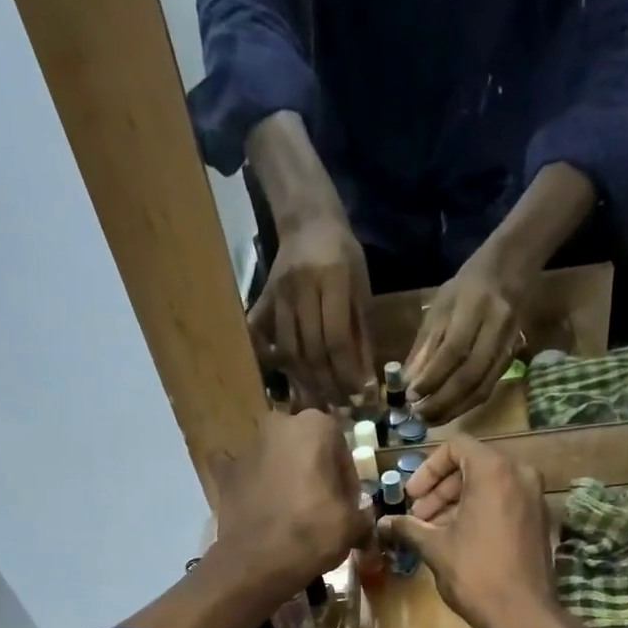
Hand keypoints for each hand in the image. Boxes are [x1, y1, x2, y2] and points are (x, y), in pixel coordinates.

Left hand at [209, 410, 373, 593]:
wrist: (258, 562)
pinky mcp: (224, 473)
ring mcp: (246, 447)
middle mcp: (278, 425)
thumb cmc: (313, 533)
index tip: (347, 505)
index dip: (347, 480)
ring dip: (281, 474)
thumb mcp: (353, 525)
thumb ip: (361, 513)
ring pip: (273, 457)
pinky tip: (253, 501)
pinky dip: (245, 482)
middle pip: (305, 448)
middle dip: (313, 470)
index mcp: (315, 426)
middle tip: (320, 504)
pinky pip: (238, 472)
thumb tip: (361, 517)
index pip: (341, 450)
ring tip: (288, 510)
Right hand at [248, 215, 374, 407]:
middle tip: (340, 406)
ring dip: (305, 381)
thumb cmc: (344, 255)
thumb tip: (365, 380)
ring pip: (288, 350)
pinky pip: (263, 336)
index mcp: (333, 279)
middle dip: (327, 384)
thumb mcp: (362, 289)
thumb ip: (362, 333)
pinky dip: (272, 360)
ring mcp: (278, 294)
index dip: (346, 371)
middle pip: (311, 350)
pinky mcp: (263, 299)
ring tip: (320, 400)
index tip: (358, 395)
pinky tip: (286, 378)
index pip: (336, 338)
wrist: (307, 221)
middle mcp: (302, 288)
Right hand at [377, 439, 558, 627]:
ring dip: (456, 502)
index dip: (427, 469)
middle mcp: (520, 474)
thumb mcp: (435, 548)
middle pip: (472, 464)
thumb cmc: (476, 574)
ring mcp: (534, 497)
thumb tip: (382, 523)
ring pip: (488, 484)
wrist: (523, 615)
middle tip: (418, 517)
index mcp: (494, 471)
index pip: (456, 446)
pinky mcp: (539, 519)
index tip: (411, 497)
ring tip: (433, 532)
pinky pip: (504, 501)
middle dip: (440, 489)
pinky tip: (458, 540)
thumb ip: (408, 528)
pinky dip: (479, 511)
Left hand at [405, 252, 521, 425]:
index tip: (410, 396)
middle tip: (417, 416)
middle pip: (469, 376)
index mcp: (475, 306)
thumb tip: (407, 382)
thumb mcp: (440, 306)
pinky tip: (449, 412)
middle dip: (441, 401)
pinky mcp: (511, 358)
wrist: (511, 269)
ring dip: (454, 410)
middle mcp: (496, 327)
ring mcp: (507, 344)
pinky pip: (488, 389)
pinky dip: (466, 405)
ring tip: (430, 420)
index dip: (432, 377)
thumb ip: (425, 345)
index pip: (453, 350)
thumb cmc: (467, 286)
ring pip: (481, 388)